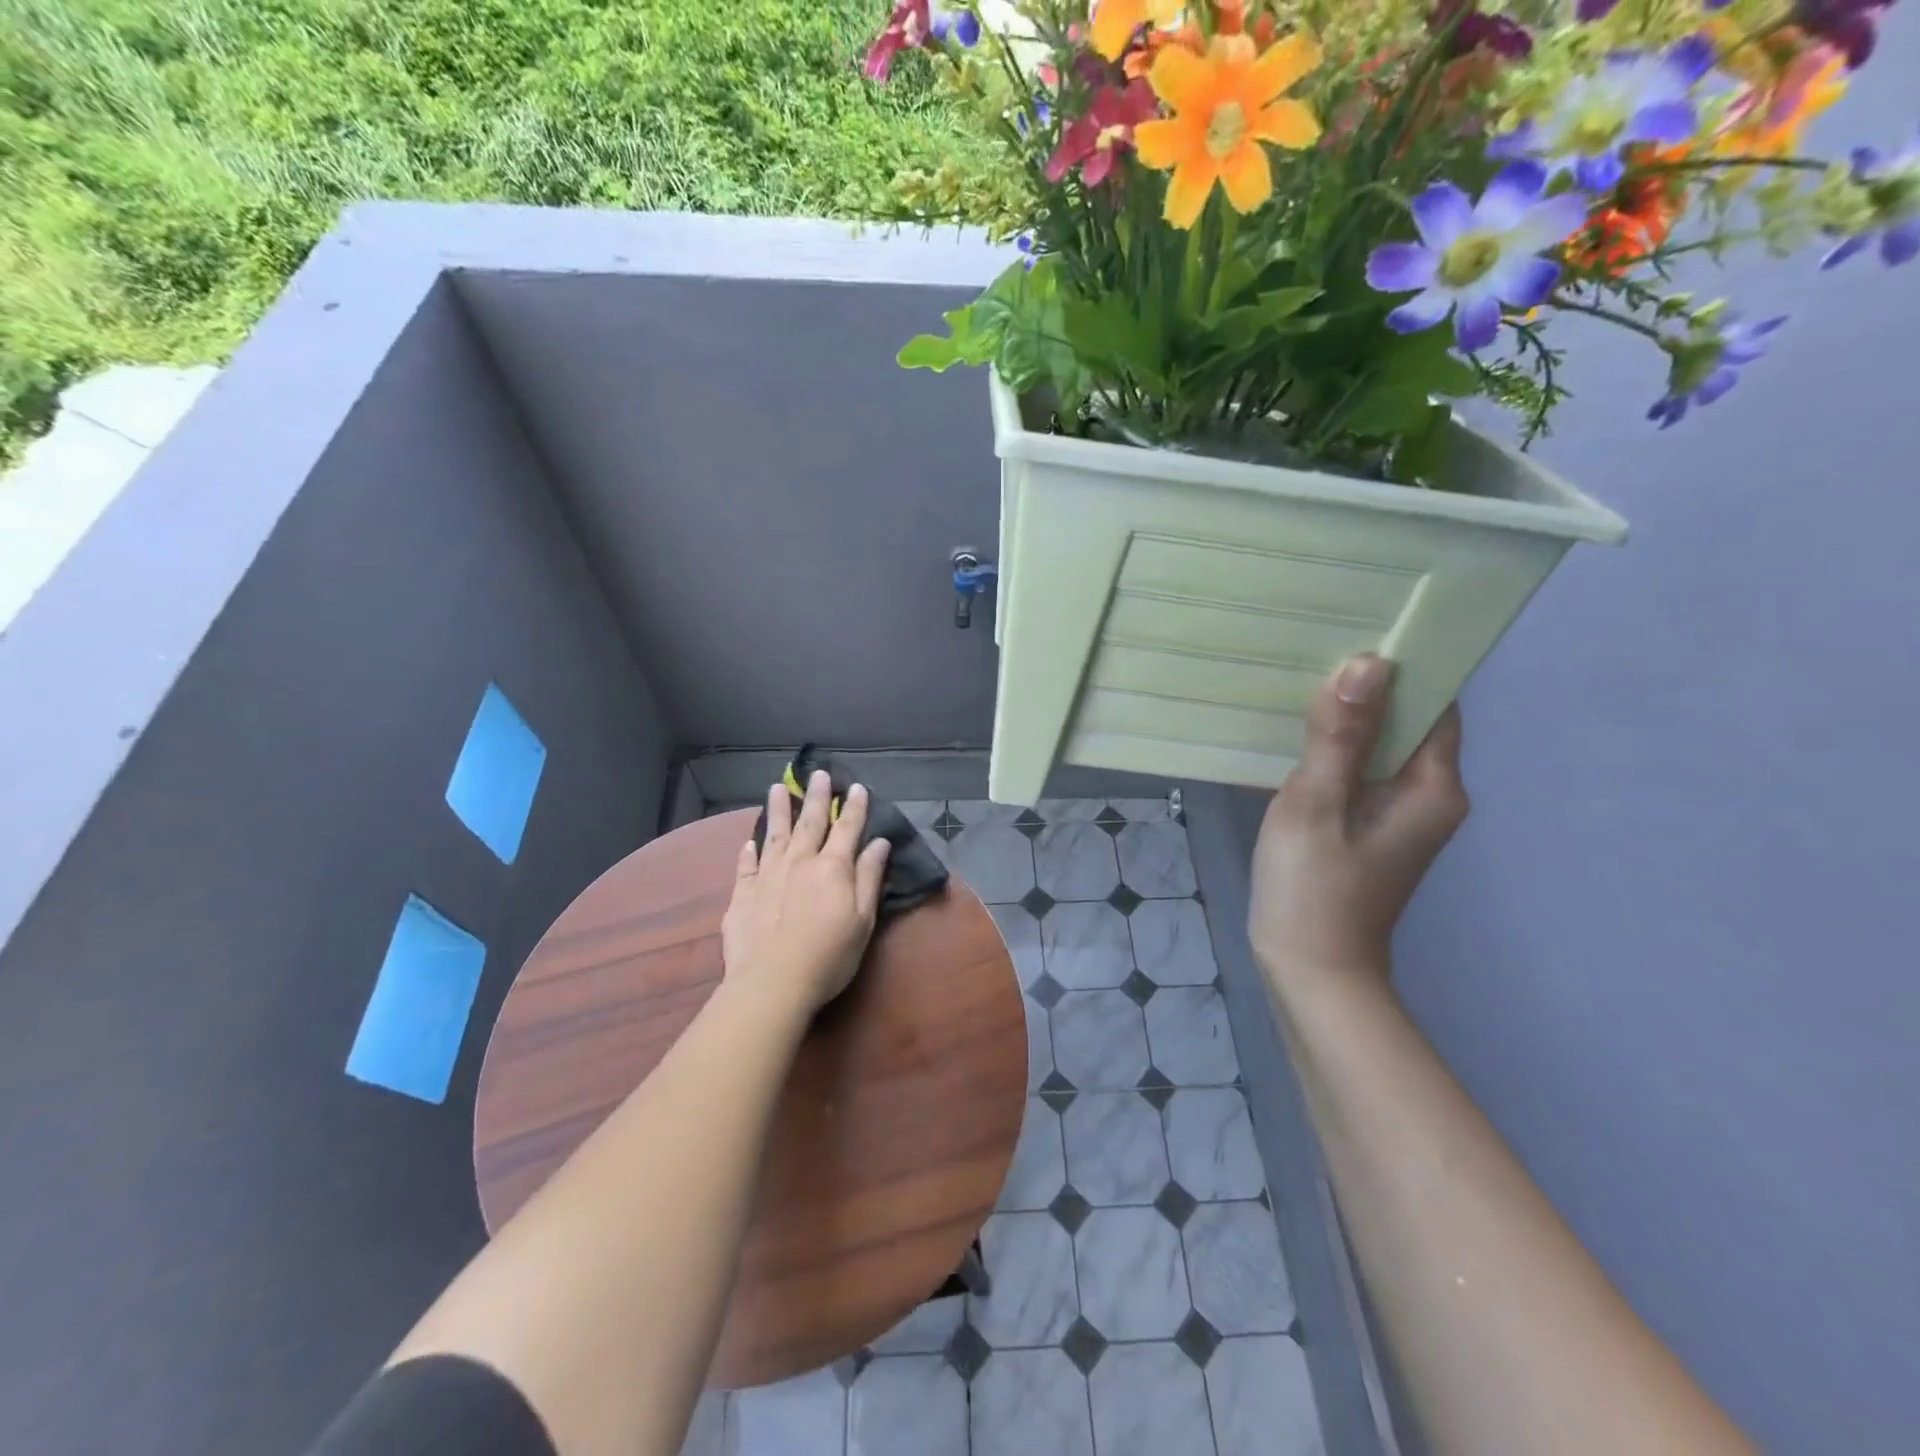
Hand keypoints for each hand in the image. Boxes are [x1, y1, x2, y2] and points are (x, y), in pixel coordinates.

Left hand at [721, 771, 891, 1016]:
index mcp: (832, 867)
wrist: (773, 982)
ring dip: (778, 810)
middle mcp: (799, 862)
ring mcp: (767, 876)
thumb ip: (869, 877)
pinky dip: (748, 851)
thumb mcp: (863, 919)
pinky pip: (746, 865)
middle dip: (816, 797)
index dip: (853, 807)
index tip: (856, 786)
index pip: (847, 828)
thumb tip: (879, 843)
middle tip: (817, 773)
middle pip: (810, 822)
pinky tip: (749, 841)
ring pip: (774, 835)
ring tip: (777, 788)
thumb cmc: (829, 955)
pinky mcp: (742, 895)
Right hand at [1249, 654, 1469, 991]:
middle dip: (1368, 688)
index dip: (1405, 667)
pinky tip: (1297, 738)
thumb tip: (1367, 664)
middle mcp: (1430, 796)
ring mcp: (1401, 816)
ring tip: (1301, 683)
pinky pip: (1362, 773)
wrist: (1311, 971)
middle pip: (1408, 723)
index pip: (1435, 704)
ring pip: (1381, 748)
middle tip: (1315, 649)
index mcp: (1432, 787)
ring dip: (1348, 719)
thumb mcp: (1316, 805)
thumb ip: (1340, 737)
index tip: (1358, 631)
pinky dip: (1337, 751)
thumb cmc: (1313, 889)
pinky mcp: (1372, 829)